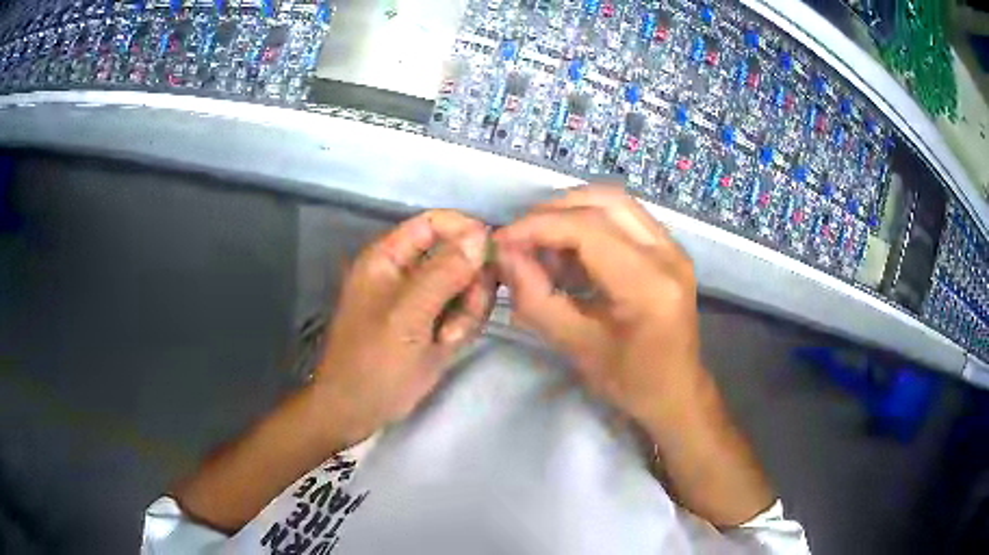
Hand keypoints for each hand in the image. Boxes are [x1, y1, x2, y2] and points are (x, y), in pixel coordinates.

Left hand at [313, 210, 494, 445]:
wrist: (358, 411)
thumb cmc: (373, 362)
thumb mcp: (408, 316)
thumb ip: (444, 273)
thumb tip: (480, 235)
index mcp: (388, 258)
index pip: (433, 223)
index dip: (464, 229)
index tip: (493, 251)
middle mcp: (406, 272)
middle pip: (456, 254)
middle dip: (470, 281)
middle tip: (468, 311)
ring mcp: (421, 299)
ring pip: (465, 285)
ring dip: (468, 309)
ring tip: (450, 338)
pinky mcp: (432, 323)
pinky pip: (462, 311)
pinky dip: (463, 326)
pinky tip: (447, 346)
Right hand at [495, 186, 772, 525]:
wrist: (677, 392)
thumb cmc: (630, 382)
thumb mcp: (576, 348)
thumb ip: (536, 299)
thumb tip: (505, 254)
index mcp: (650, 286)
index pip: (588, 229)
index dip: (538, 226)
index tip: (502, 241)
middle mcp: (669, 255)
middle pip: (605, 202)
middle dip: (553, 211)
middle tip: (521, 238)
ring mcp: (674, 248)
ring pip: (616, 202)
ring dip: (572, 212)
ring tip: (544, 245)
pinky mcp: (671, 249)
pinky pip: (626, 217)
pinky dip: (591, 222)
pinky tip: (572, 253)